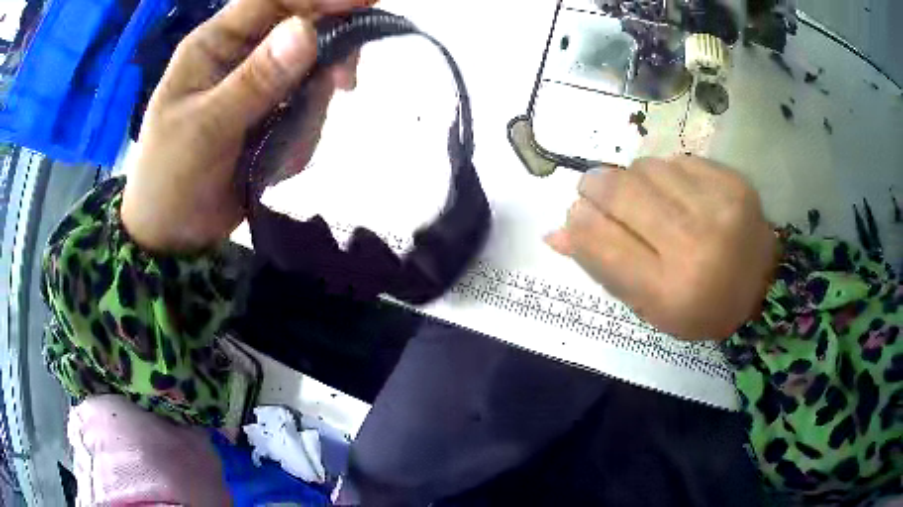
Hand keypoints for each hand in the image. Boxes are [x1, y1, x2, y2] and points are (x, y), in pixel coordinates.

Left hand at [122, 0, 373, 253]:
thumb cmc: (170, 178)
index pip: (273, 0)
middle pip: (301, 30)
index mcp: (215, 44)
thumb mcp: (206, 129)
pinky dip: (302, 135)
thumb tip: (306, 30)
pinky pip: (306, 109)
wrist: (173, 235)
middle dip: (326, 54)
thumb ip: (254, 81)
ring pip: (309, 73)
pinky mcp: (270, 114)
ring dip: (310, 107)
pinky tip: (277, 162)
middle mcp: (239, 55)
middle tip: (344, 82)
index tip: (366, 1)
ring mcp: (257, 85)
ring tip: (285, 147)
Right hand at [546, 157, 778, 340]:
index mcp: (668, 291)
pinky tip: (674, 191)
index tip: (577, 215)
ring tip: (643, 197)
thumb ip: (602, 267)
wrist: (762, 287)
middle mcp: (693, 246)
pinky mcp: (733, 182)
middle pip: (619, 193)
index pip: (601, 240)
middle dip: (594, 187)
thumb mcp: (648, 305)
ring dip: (632, 179)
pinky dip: (665, 173)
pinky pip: (677, 160)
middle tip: (594, 191)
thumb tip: (553, 233)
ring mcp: (718, 208)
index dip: (579, 221)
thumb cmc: (699, 307)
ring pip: (645, 168)